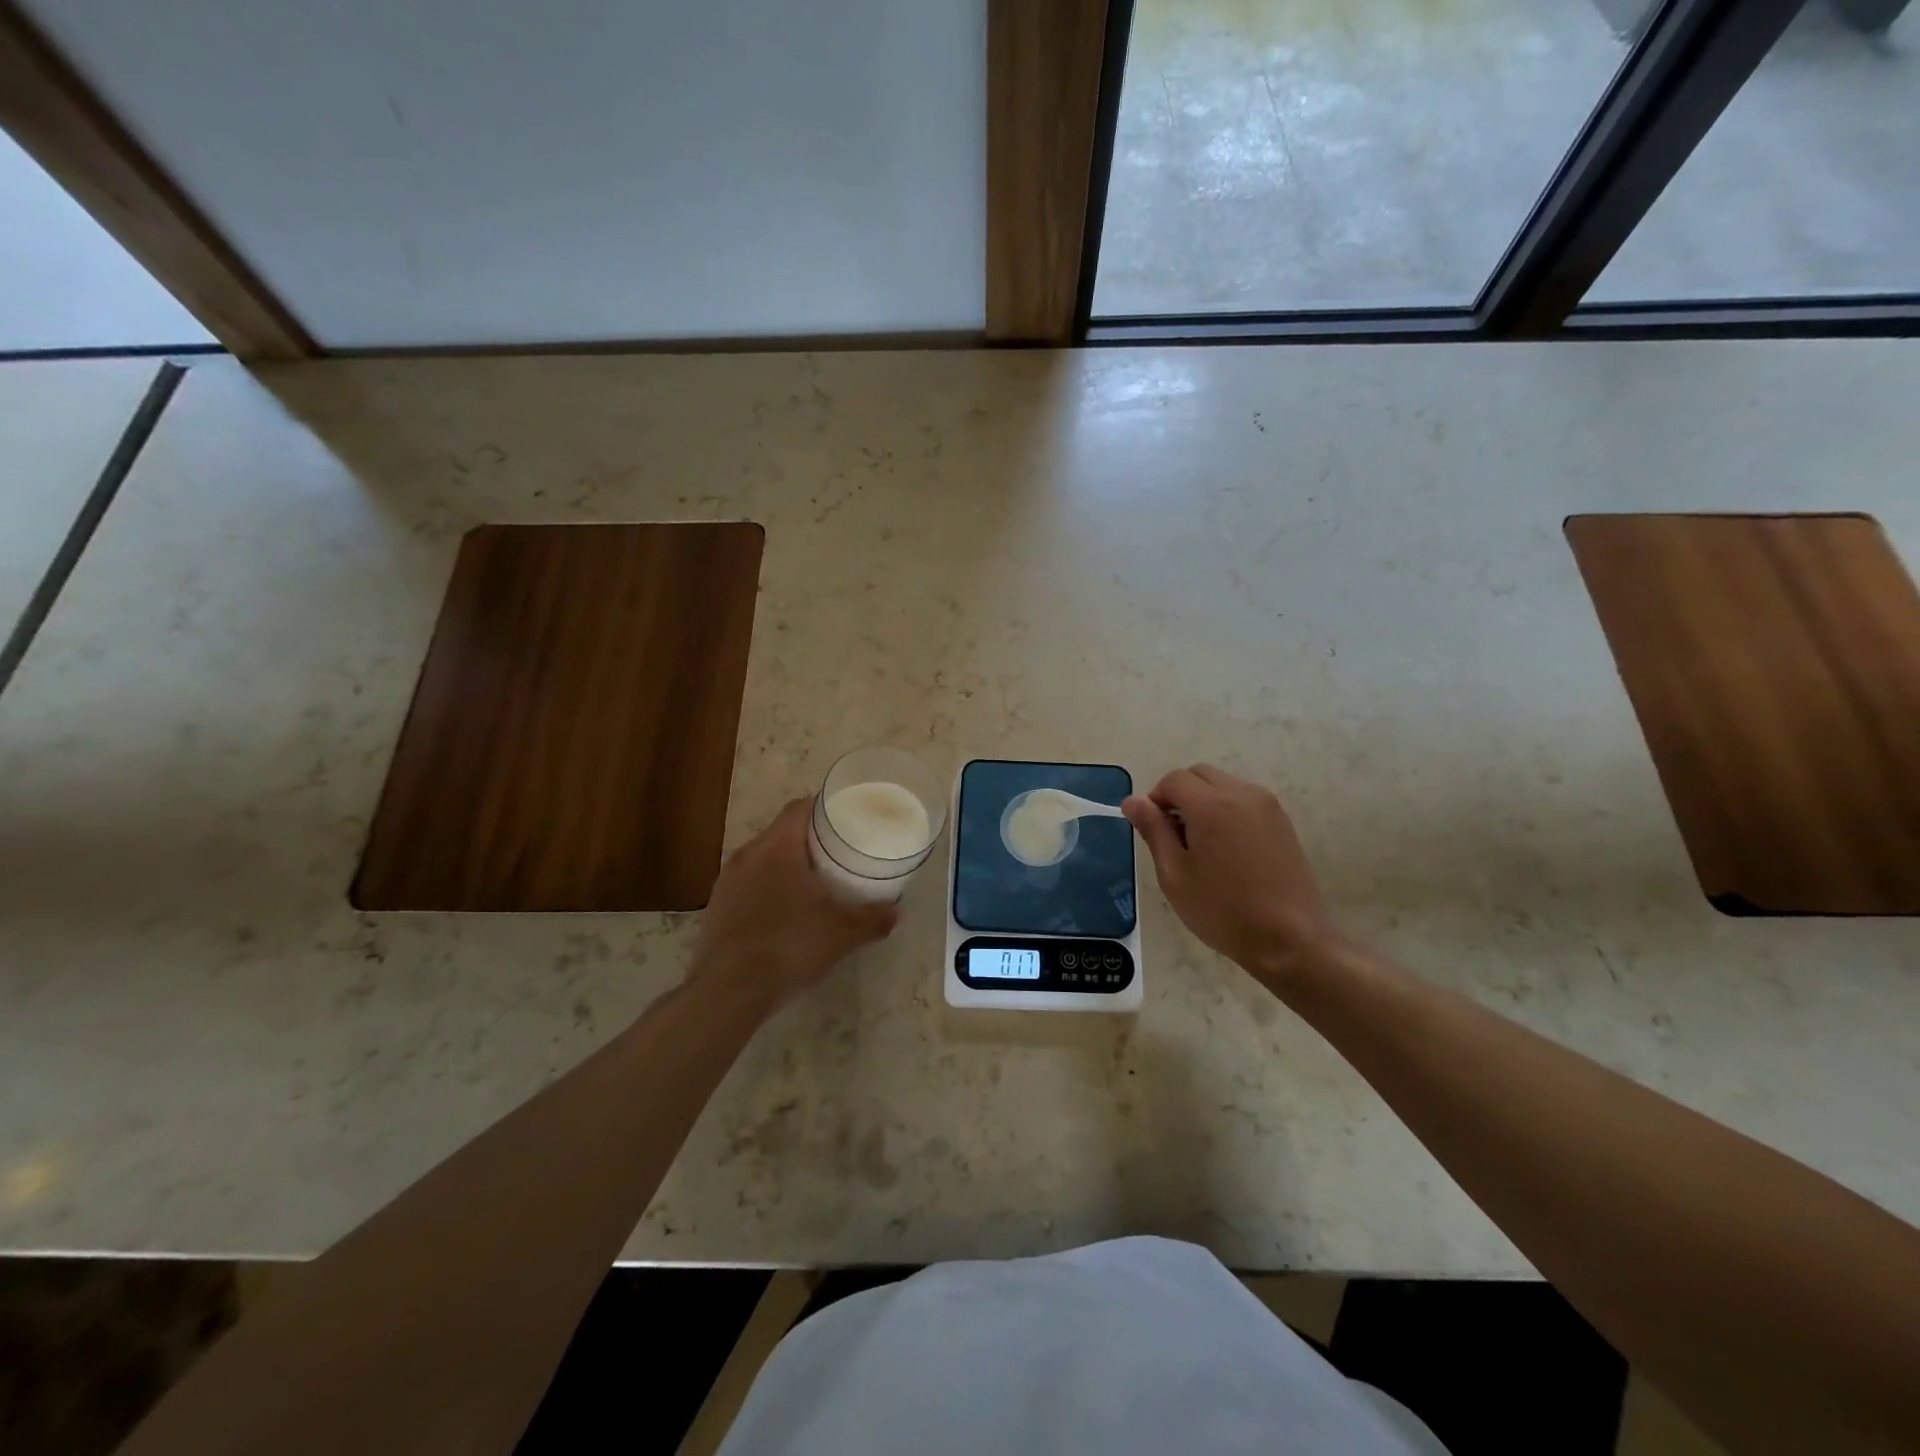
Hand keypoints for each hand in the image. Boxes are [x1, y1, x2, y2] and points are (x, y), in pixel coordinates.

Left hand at [691, 799, 898, 1014]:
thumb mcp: (842, 934)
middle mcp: (748, 854)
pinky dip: (768, 887)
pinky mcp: (717, 906)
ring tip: (813, 881)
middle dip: (810, 838)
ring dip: (787, 864)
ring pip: (763, 858)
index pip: (800, 807)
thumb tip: (899, 912)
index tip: (846, 817)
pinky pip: (748, 883)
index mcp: (777, 847)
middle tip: (838, 851)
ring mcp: (727, 881)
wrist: (728, 992)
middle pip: (782, 831)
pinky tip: (784, 911)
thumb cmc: (789, 947)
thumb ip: (873, 919)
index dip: (824, 807)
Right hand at [1123, 765, 1338, 983]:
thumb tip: (1133, 801)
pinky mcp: (1282, 821)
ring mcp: (1267, 806)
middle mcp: (1241, 793)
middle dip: (1180, 795)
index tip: (1153, 831)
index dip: (1155, 799)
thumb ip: (1153, 831)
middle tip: (1174, 837)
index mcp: (1211, 804)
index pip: (1173, 780)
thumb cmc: (1223, 910)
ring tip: (1202, 846)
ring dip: (1204, 801)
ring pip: (1223, 785)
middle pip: (1199, 775)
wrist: (1290, 939)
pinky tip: (1228, 850)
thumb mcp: (1175, 874)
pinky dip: (1227, 810)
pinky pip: (1244, 800)